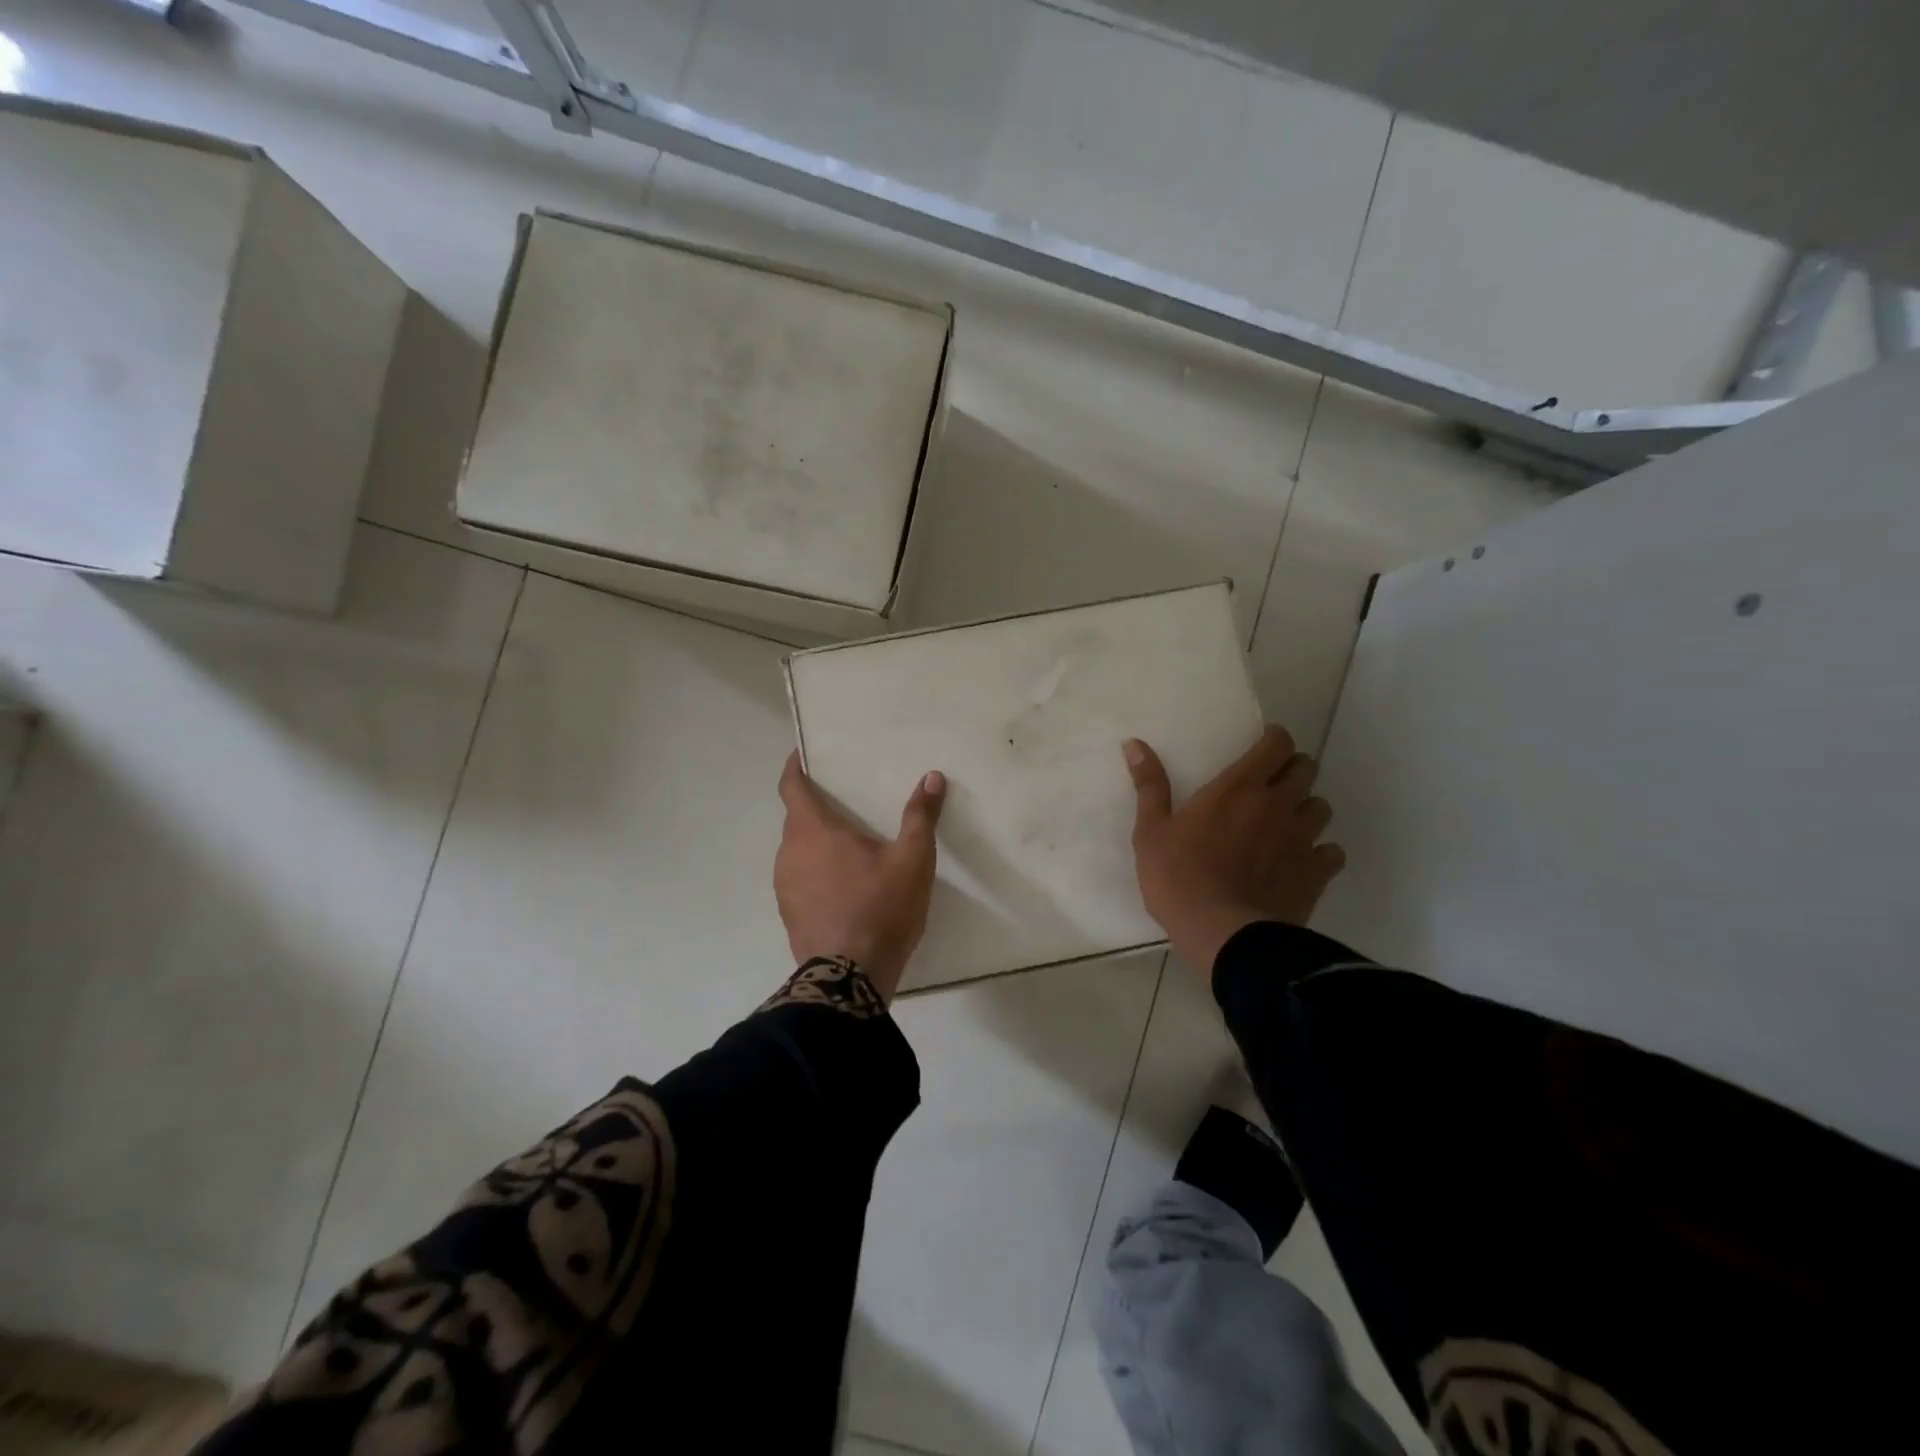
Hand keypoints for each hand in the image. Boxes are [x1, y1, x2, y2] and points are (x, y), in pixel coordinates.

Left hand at [775, 752, 946, 1000]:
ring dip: (816, 843)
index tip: (803, 755)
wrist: (849, 978)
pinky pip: (799, 879)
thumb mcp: (912, 859)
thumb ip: (920, 816)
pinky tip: (843, 885)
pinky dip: (815, 872)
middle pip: (797, 819)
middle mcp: (789, 852)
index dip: (795, 767)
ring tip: (848, 845)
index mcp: (813, 830)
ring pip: (797, 851)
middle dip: (816, 808)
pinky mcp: (789, 914)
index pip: (792, 786)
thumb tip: (932, 777)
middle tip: (846, 802)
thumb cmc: (880, 907)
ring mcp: (784, 886)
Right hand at [1124, 726, 1344, 974]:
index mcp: (1239, 787)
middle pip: (1306, 768)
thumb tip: (1134, 743)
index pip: (1277, 744)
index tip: (1261, 750)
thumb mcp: (1151, 830)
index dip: (1274, 741)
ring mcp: (1303, 837)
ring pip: (1321, 807)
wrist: (1221, 933)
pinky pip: (1332, 851)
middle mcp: (1278, 803)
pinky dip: (1320, 852)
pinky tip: (1301, 861)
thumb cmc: (1178, 877)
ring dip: (1305, 808)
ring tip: (1285, 823)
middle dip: (1292, 770)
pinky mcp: (1317, 871)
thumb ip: (1149, 784)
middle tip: (1270, 785)